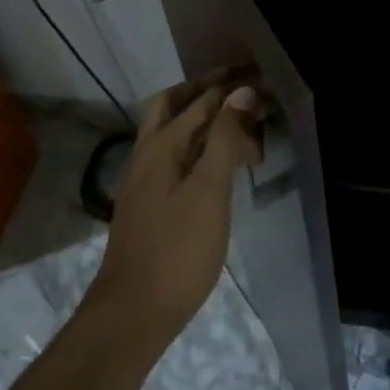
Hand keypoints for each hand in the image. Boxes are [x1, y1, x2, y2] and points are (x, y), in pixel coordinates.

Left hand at [88, 74, 262, 351]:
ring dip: (198, 117)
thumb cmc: (177, 250)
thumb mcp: (209, 191)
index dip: (229, 87)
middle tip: (236, 84)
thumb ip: (224, 139)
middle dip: (202, 90)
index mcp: (160, 146)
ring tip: (233, 121)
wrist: (132, 313)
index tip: (258, 76)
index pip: (199, 102)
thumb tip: (241, 92)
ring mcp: (142, 181)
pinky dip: (194, 144)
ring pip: (170, 132)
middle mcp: (146, 155)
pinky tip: (213, 163)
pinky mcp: (147, 204)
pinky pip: (172, 156)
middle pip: (171, 106)